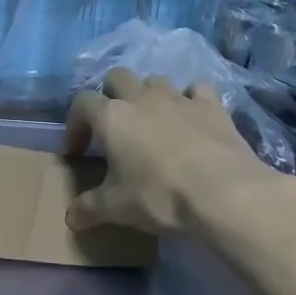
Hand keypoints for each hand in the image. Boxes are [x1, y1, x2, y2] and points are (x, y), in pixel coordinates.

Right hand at [64, 67, 292, 236]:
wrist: (225, 194)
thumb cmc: (160, 196)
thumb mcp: (116, 208)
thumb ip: (89, 208)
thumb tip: (71, 217)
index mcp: (112, 117)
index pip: (82, 103)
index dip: (75, 124)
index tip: (78, 151)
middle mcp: (142, 98)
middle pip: (117, 77)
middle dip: (111, 95)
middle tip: (114, 127)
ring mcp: (179, 98)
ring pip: (155, 80)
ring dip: (149, 95)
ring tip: (152, 122)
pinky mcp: (212, 106)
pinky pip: (197, 89)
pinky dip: (191, 99)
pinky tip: (192, 118)